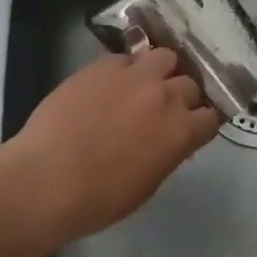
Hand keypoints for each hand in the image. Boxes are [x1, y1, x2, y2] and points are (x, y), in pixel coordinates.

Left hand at [5, 49, 218, 245]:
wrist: (45, 178)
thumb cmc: (98, 199)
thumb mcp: (147, 184)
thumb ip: (168, 153)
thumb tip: (170, 140)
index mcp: (181, 131)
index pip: (211, 116)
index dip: (202, 122)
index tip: (192, 127)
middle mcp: (166, 95)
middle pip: (190, 83)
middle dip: (182, 95)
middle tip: (165, 108)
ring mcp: (135, 75)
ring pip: (165, 57)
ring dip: (160, 71)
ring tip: (144, 84)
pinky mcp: (104, 64)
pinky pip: (127, 58)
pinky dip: (126, 69)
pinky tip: (111, 84)